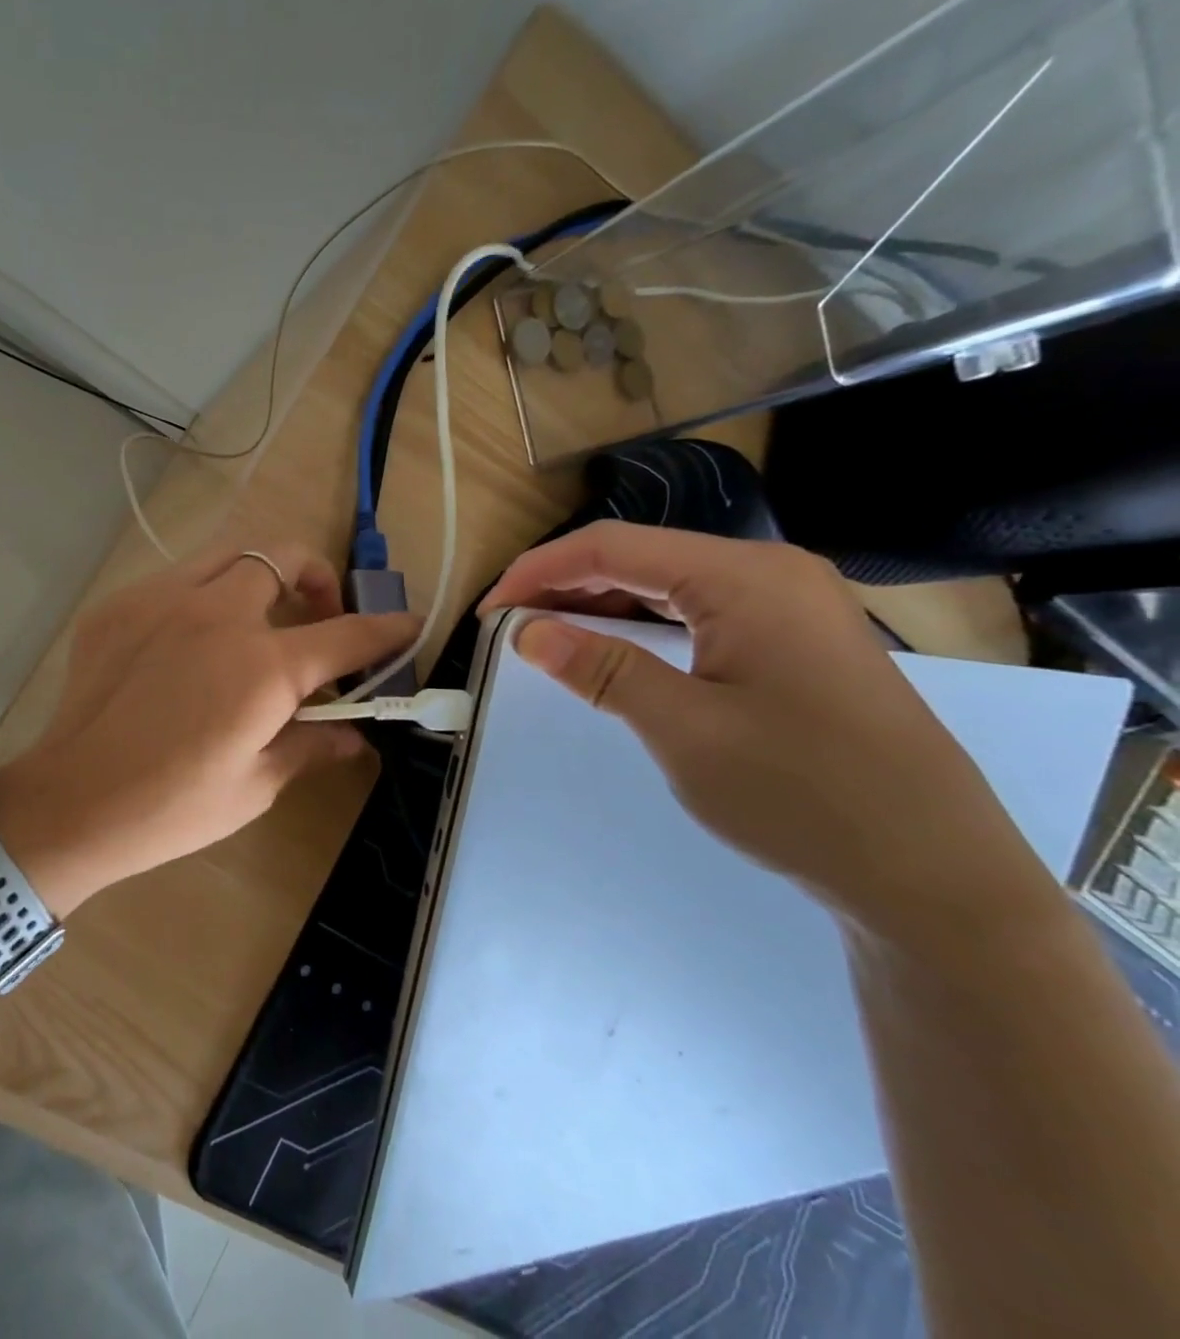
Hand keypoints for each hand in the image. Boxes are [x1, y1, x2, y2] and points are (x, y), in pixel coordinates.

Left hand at [0, 545, 418, 913]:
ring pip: (230, 553)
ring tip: (257, 616)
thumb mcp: (256, 785)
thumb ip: (312, 746)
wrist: (72, 801)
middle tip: (317, 617)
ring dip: (260, 575)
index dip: (385, 630)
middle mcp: (217, 614)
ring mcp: (162, 599)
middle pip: (285, 556)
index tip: (406, 624)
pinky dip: (201, 596)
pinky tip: (190, 641)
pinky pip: (176, 579)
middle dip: (318, 578)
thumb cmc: (172, 807)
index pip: (346, 635)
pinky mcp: (120, 604)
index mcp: (262, 666)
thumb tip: (357, 737)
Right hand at [479, 523, 1058, 939]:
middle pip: (639, 556)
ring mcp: (789, 605)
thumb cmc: (804, 794)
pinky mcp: (793, 639)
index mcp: (745, 577)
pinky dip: (641, 625)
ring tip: (544, 635)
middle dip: (564, 585)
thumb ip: (601, 669)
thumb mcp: (684, 730)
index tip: (488, 611)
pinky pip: (696, 612)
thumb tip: (526, 632)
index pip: (612, 547)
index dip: (538, 570)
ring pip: (666, 583)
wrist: (933, 874)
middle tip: (507, 627)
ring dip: (599, 604)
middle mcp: (769, 572)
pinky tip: (611, 648)